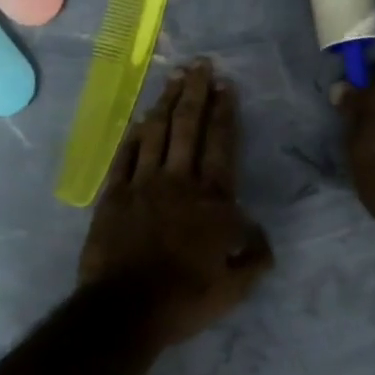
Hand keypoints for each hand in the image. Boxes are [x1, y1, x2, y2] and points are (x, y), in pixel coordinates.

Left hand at [79, 59, 272, 345]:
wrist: (126, 310)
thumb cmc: (186, 297)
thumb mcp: (235, 286)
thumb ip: (254, 255)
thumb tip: (260, 233)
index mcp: (211, 199)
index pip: (221, 144)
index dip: (224, 112)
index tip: (225, 85)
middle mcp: (178, 181)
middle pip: (188, 127)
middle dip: (195, 92)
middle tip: (199, 64)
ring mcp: (142, 184)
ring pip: (156, 133)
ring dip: (165, 103)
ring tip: (173, 78)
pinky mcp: (114, 194)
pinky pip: (124, 156)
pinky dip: (132, 135)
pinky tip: (138, 120)